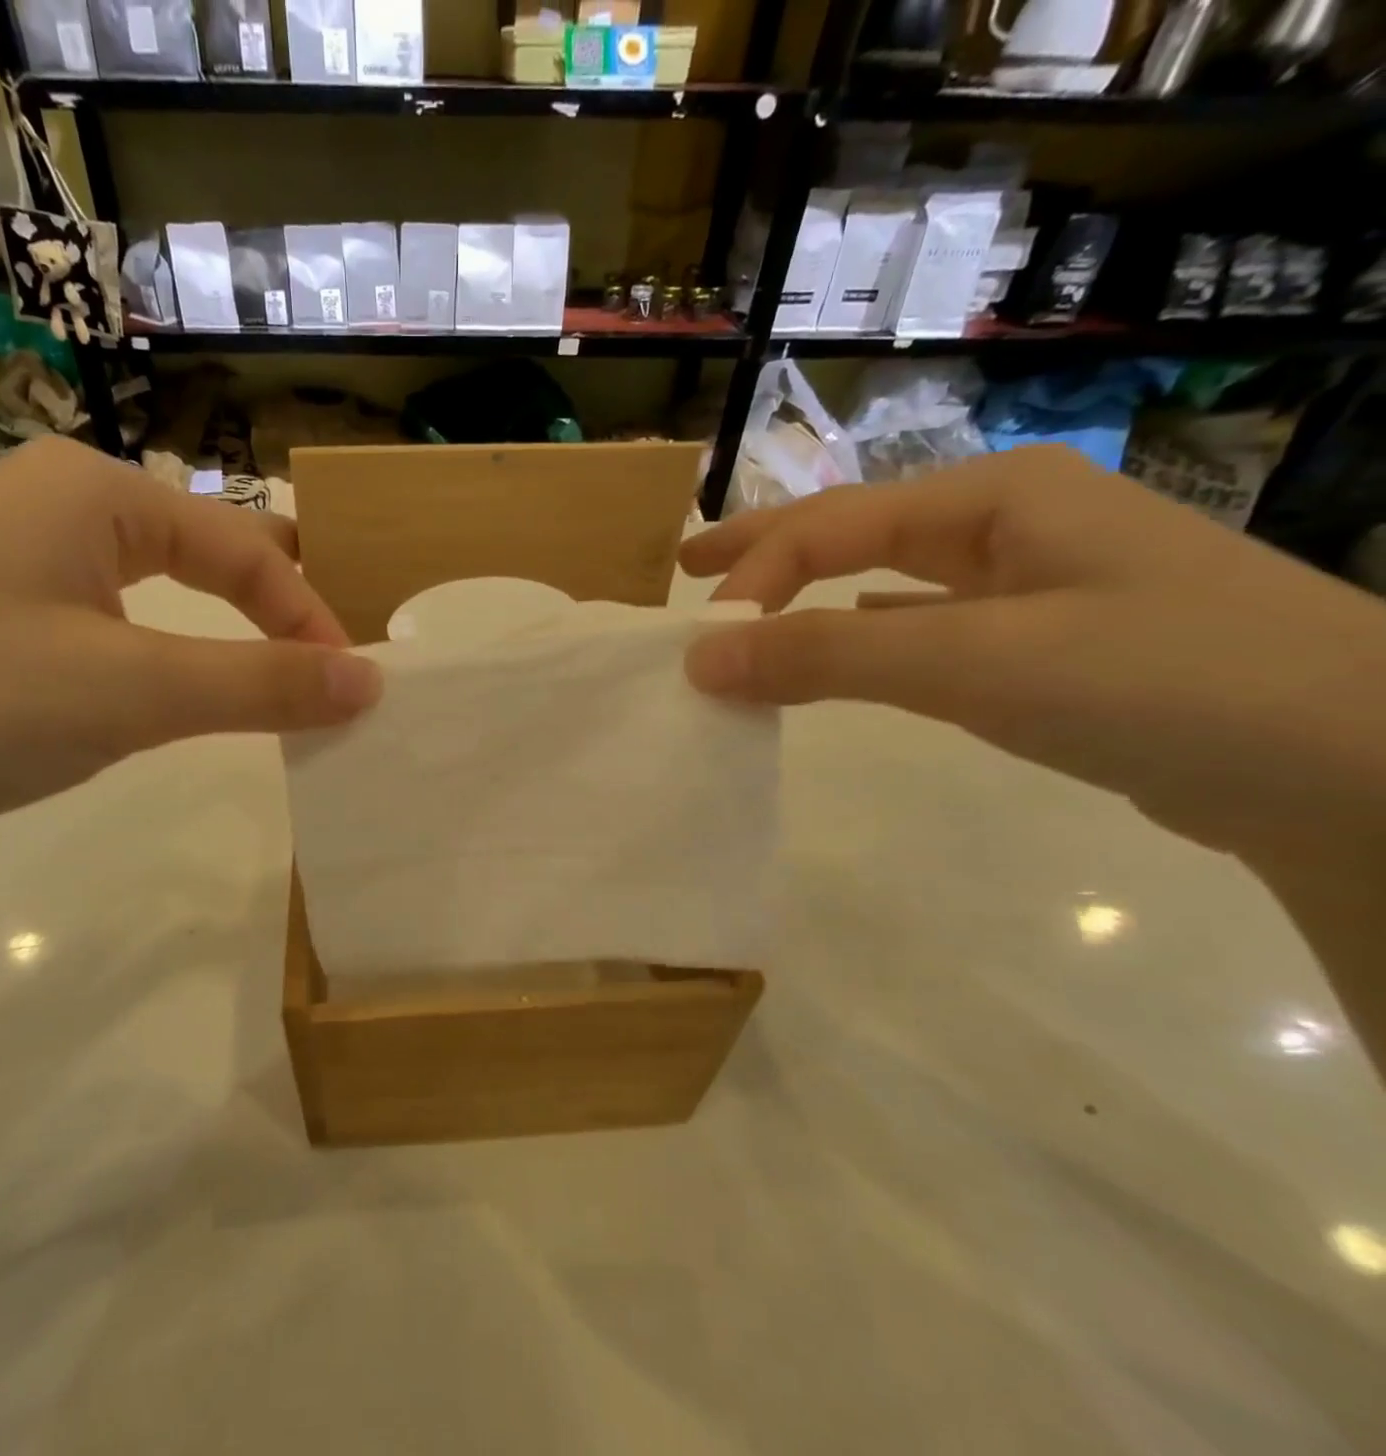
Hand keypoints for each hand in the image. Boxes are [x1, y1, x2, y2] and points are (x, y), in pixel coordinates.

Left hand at [0, 436, 380, 864]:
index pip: (244, 547)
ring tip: (270, 681)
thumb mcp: (133, 690)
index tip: (351, 687)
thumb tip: (372, 682)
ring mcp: (13, 570)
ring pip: (153, 596)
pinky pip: (105, 633)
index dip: (308, 616)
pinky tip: (168, 697)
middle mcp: (54, 509)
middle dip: (273, 609)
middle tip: (327, 662)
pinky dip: (160, 664)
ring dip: (219, 640)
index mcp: (92, 489)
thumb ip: (263, 684)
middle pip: (202, 554)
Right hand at [680, 446, 1385, 863]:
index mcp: (996, 497)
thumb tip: (699, 657)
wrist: (1362, 769)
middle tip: (690, 569)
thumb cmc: (1161, 679)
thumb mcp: (975, 660)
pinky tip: (849, 651)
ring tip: (753, 612)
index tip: (698, 641)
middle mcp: (1012, 523)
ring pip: (891, 579)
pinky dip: (871, 637)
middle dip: (768, 550)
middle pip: (858, 530)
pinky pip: (929, 626)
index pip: (833, 524)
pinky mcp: (1050, 645)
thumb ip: (825, 657)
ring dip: (815, 596)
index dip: (754, 573)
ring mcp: (1036, 583)